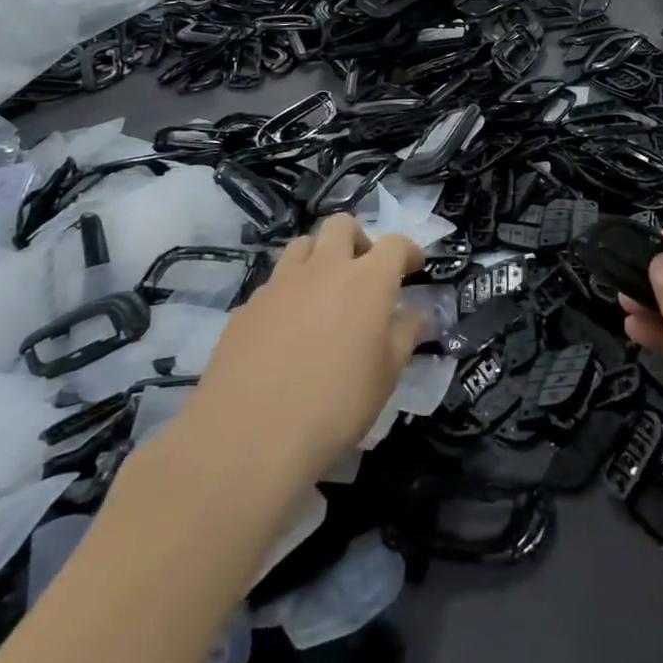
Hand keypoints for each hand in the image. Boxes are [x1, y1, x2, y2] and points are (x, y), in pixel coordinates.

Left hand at [180, 215, 424, 483]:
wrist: (249, 436)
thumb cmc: (336, 405)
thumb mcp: (386, 376)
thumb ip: (405, 336)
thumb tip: (416, 314)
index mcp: (367, 280)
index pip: (395, 244)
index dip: (408, 251)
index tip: (414, 266)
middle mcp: (324, 269)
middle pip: (341, 225)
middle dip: (359, 239)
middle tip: (364, 272)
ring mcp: (280, 284)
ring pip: (303, 245)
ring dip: (320, 258)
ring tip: (325, 294)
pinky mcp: (247, 307)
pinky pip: (274, 283)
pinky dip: (289, 293)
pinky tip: (288, 330)